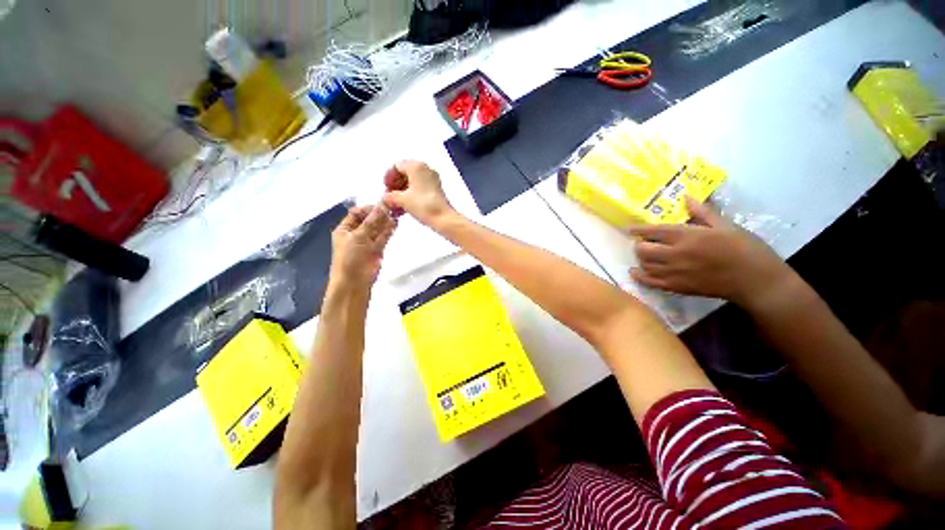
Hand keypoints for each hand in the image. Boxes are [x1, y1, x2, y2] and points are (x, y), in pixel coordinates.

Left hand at [330, 205, 396, 286]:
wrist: (354, 281)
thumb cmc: (350, 257)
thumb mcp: (358, 236)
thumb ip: (371, 221)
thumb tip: (381, 206)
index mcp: (345, 229)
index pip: (357, 214)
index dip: (368, 209)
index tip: (381, 205)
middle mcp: (356, 234)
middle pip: (368, 220)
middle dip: (378, 215)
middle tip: (391, 208)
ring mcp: (367, 242)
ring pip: (377, 228)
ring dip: (385, 222)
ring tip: (396, 214)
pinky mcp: (377, 249)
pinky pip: (383, 237)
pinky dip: (389, 231)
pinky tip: (395, 224)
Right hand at [382, 160, 453, 227]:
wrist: (443, 218)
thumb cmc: (422, 205)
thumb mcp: (402, 200)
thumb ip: (390, 196)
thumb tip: (386, 198)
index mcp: (416, 166)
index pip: (397, 166)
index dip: (389, 177)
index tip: (385, 189)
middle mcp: (426, 169)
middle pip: (406, 174)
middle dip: (396, 186)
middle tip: (390, 198)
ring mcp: (433, 180)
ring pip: (413, 183)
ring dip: (403, 193)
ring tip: (396, 206)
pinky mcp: (437, 190)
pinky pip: (420, 189)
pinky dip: (411, 196)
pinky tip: (405, 208)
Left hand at [628, 197, 793, 307]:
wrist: (756, 281)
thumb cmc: (745, 248)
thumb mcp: (725, 225)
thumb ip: (702, 212)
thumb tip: (686, 197)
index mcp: (688, 236)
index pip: (654, 231)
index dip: (639, 229)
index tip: (629, 228)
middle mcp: (676, 254)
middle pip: (643, 249)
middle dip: (639, 244)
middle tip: (644, 241)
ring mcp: (675, 273)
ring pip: (644, 265)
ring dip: (640, 258)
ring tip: (645, 254)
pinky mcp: (677, 287)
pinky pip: (650, 282)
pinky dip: (639, 277)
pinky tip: (635, 272)